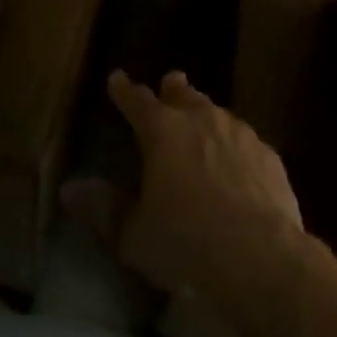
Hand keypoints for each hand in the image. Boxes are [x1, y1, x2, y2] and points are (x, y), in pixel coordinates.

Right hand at [63, 70, 305, 297]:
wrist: (261, 258)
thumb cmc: (187, 245)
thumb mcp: (134, 235)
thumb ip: (103, 208)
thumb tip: (68, 189)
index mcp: (162, 131)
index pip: (137, 100)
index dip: (125, 90)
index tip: (117, 79)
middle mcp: (200, 119)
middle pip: (183, 95)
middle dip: (172, 90)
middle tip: (169, 84)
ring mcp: (238, 133)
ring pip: (216, 112)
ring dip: (205, 115)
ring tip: (201, 121)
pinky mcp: (268, 155)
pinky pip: (245, 141)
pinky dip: (234, 145)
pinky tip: (237, 162)